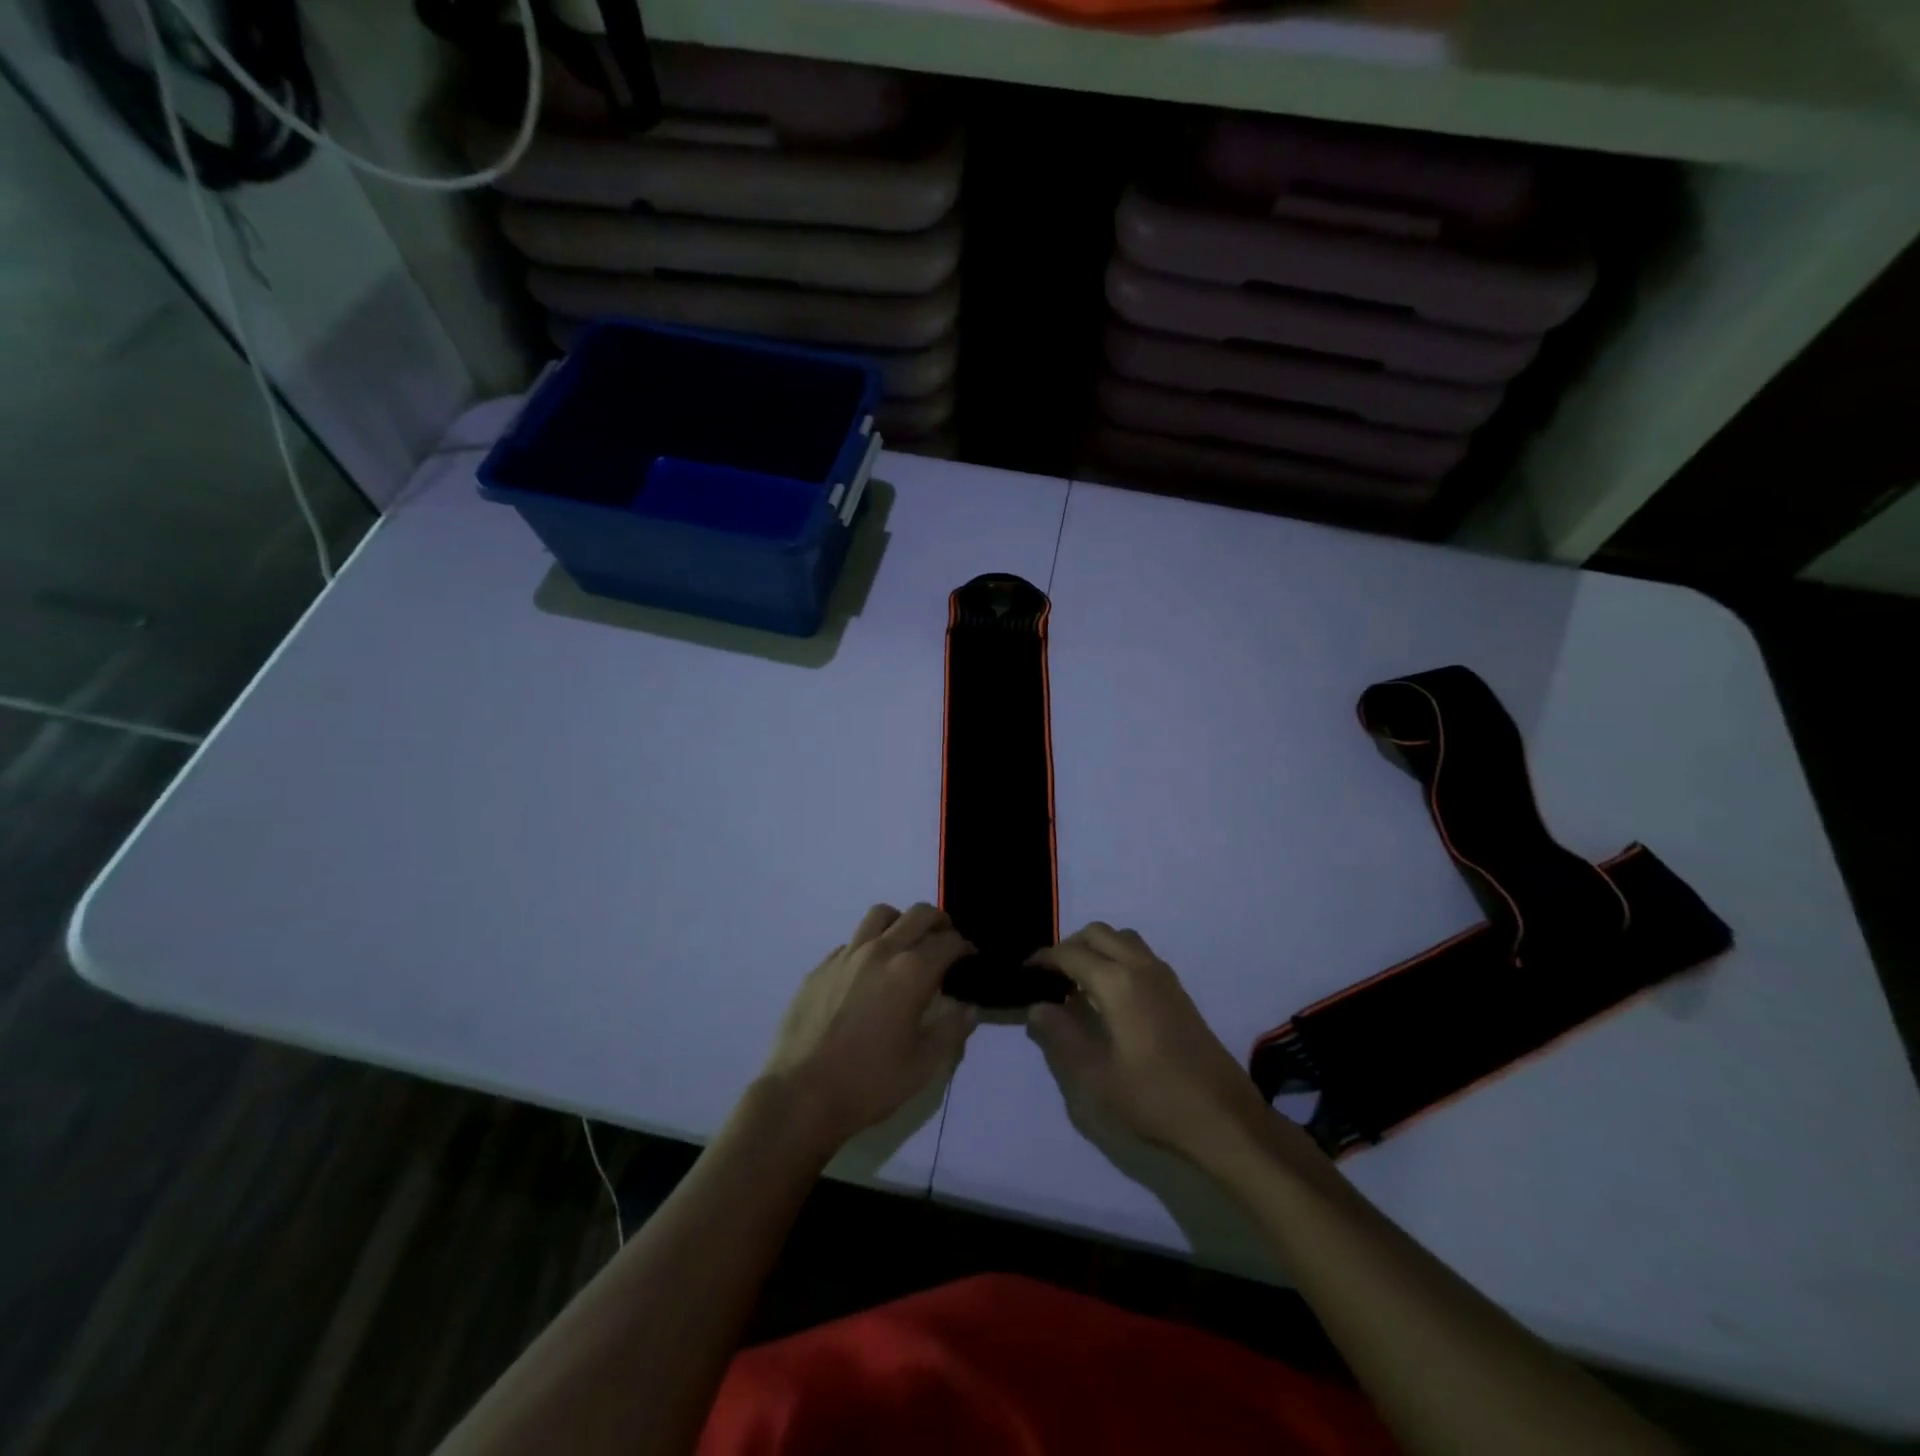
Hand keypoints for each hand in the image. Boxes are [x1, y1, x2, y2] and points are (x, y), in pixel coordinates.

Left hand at [760, 903, 977, 1154]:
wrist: (801, 1095)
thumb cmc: (869, 1082)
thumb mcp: (923, 1065)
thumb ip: (951, 1030)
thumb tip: (969, 1007)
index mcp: (911, 972)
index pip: (948, 942)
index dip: (965, 947)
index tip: (970, 958)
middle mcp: (880, 951)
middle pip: (918, 915)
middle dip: (939, 922)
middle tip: (946, 942)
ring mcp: (846, 956)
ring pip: (880, 915)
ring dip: (901, 922)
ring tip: (906, 945)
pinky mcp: (820, 967)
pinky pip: (852, 942)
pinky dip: (869, 946)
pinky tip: (868, 975)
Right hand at [1027, 923, 1293, 1172]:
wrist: (1222, 1116)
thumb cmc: (1154, 1097)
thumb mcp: (1096, 1076)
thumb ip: (1062, 1036)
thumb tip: (1037, 1007)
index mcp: (1118, 982)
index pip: (1071, 954)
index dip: (1043, 959)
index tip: (1024, 972)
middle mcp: (1141, 967)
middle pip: (1098, 933)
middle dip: (1070, 946)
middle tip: (1051, 977)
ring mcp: (1164, 977)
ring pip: (1122, 939)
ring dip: (1096, 948)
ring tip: (1078, 982)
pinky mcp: (1178, 991)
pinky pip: (1139, 955)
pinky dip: (1117, 958)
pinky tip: (1110, 995)